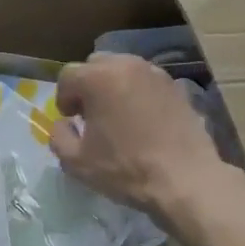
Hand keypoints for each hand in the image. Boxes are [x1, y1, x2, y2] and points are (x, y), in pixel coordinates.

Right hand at [49, 55, 226, 219]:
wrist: (186, 180)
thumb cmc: (126, 170)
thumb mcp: (77, 162)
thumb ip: (58, 137)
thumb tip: (63, 124)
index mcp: (98, 78)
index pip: (68, 76)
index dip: (64, 98)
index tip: (72, 120)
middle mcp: (126, 65)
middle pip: (96, 65)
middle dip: (88, 86)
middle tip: (92, 114)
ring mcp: (154, 73)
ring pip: (123, 69)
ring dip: (113, 86)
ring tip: (118, 116)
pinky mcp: (175, 86)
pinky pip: (146, 81)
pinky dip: (138, 92)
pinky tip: (143, 120)